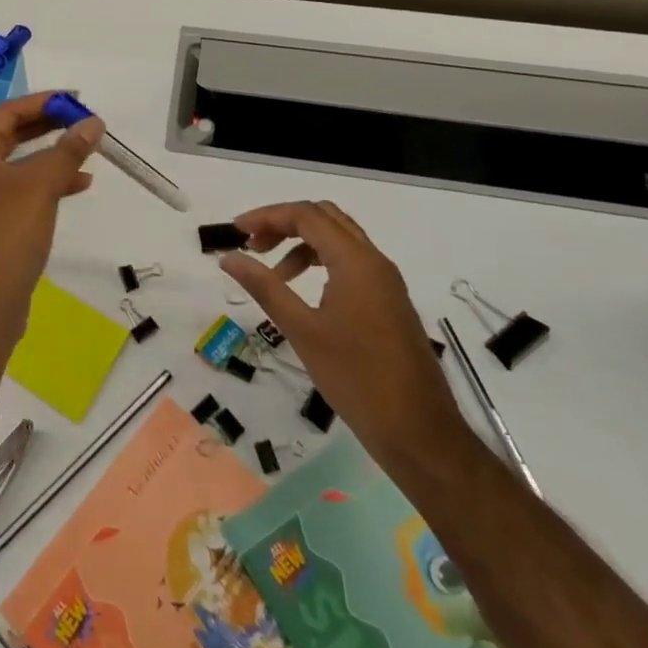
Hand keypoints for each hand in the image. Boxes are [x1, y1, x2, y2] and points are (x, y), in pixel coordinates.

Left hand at [0, 92, 104, 357]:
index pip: (8, 112)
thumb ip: (67, 150)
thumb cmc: (5, 234)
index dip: (43, 102)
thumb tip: (93, 123)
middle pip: (12, 135)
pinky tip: (79, 185)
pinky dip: (48, 184)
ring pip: (20, 165)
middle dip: (50, 127)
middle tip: (85, 121)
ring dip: (53, 156)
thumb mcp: (40, 186)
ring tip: (89, 152)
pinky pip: (22, 191)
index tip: (77, 99)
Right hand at [219, 200, 465, 464]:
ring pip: (339, 239)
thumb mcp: (302, 330)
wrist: (418, 431)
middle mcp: (374, 261)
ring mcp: (386, 281)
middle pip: (325, 218)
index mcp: (355, 261)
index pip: (306, 216)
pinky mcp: (389, 301)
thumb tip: (228, 258)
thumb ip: (264, 287)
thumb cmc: (355, 378)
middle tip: (253, 245)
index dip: (267, 216)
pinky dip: (321, 262)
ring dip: (302, 243)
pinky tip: (303, 291)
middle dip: (284, 223)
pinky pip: (351, 262)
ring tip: (273, 273)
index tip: (236, 232)